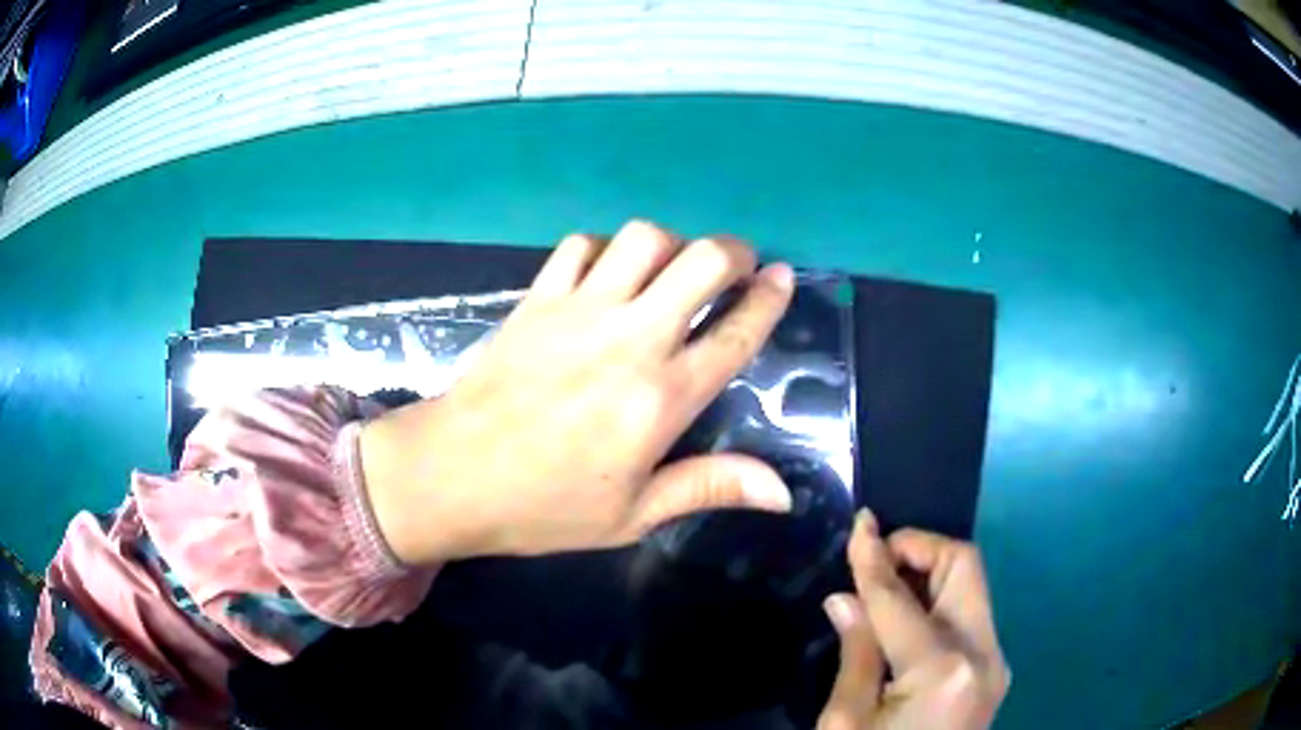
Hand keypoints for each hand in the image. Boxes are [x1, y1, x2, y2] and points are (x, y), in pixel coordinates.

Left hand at [360, 220, 795, 564]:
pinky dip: (606, 248)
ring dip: (672, 243)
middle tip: (738, 267)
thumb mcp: (632, 515)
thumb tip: (783, 493)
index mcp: (661, 398)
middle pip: (701, 262)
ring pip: (644, 238)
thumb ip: (709, 487)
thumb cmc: (544, 506)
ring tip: (672, 269)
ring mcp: (579, 309)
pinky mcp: (537, 298)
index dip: (769, 299)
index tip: (784, 278)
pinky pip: (582, 245)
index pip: (735, 333)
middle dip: (733, 252)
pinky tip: (608, 273)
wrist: (451, 475)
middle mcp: (630, 339)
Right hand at [818, 511, 1009, 729]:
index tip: (860, 522)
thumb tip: (846, 597)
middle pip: (965, 566)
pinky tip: (905, 616)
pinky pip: (969, 615)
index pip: (901, 597)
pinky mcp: (993, 670)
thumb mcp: (847, 720)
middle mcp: (984, 654)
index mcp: (943, 669)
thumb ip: (856, 652)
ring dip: (930, 572)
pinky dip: (938, 601)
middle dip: (920, 548)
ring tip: (885, 585)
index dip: (874, 557)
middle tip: (876, 557)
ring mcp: (996, 662)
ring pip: (972, 586)